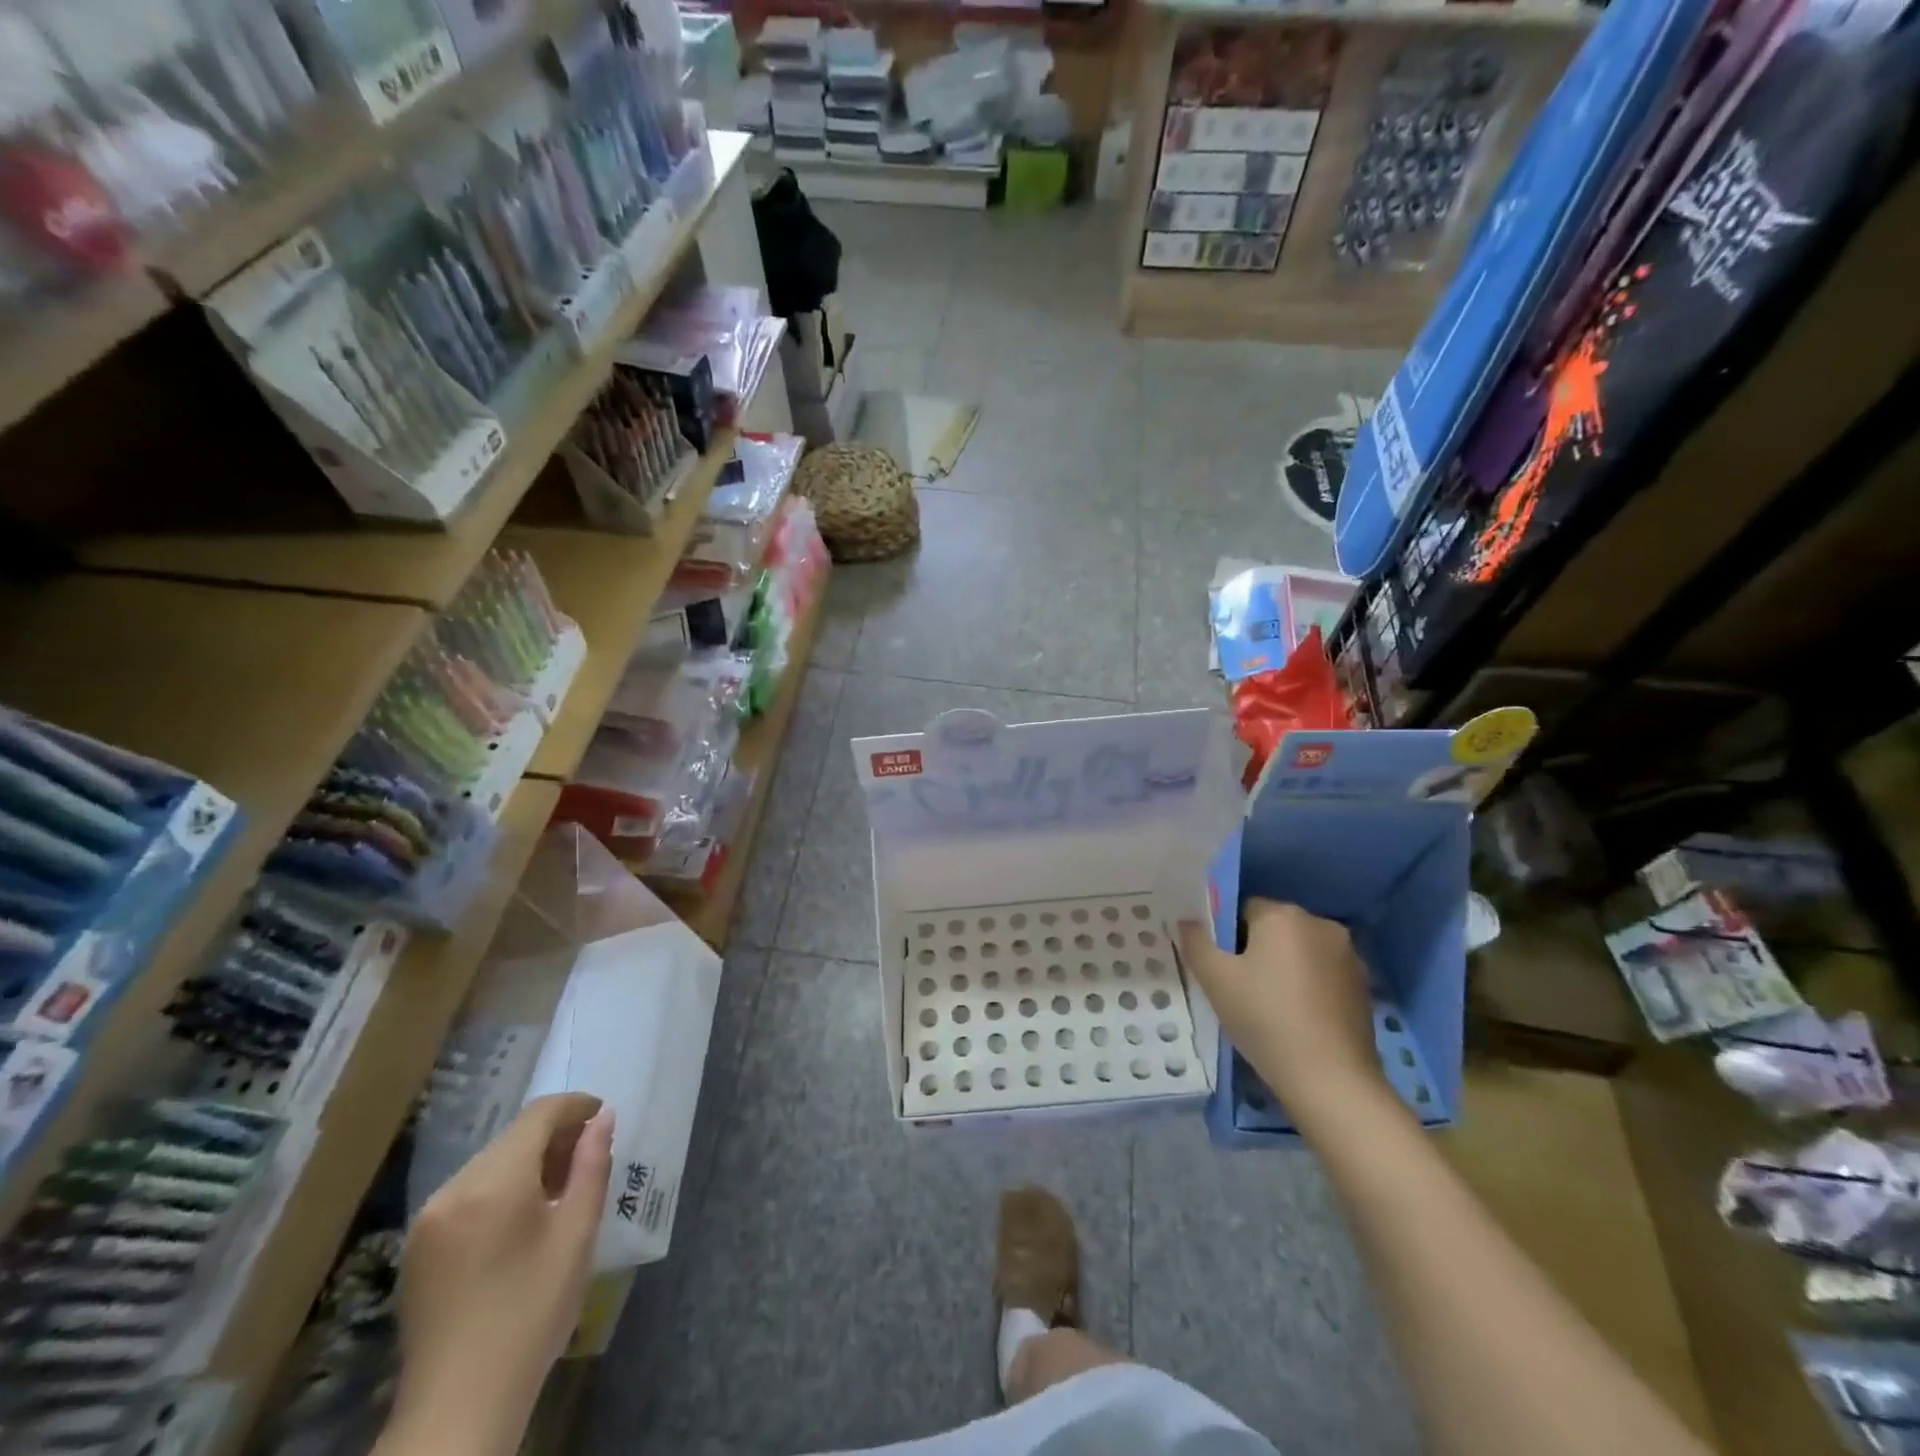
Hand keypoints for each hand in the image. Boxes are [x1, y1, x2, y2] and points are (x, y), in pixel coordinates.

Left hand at [388, 1094, 612, 1455]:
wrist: (458, 1405)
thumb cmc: (531, 1312)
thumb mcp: (576, 1235)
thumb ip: (592, 1167)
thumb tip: (603, 1119)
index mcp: (494, 1182)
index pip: (538, 1115)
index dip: (575, 1106)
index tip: (603, 1118)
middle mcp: (454, 1188)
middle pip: (512, 1137)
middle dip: (554, 1136)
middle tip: (589, 1158)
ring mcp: (429, 1218)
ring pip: (490, 1163)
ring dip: (528, 1162)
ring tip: (560, 1190)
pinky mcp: (418, 1246)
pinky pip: (468, 1192)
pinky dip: (501, 1188)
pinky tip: (522, 1219)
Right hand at [1180, 899, 1391, 1128]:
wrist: (1331, 1080)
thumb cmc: (1265, 1019)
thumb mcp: (1214, 979)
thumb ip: (1196, 942)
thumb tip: (1188, 922)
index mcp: (1284, 914)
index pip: (1242, 909)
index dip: (1225, 937)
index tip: (1221, 970)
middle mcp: (1321, 924)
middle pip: (1273, 929)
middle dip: (1254, 952)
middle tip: (1239, 990)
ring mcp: (1349, 956)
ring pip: (1299, 952)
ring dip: (1282, 969)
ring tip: (1268, 1009)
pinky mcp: (1363, 987)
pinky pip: (1321, 975)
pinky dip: (1306, 988)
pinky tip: (1296, 1020)